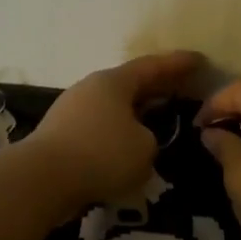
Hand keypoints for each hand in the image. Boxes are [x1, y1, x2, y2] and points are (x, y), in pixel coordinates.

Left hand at [25, 52, 200, 209]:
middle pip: (131, 84)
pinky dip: (116, 134)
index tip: (200, 60)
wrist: (40, 179)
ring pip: (113, 107)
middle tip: (182, 89)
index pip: (153, 66)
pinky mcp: (60, 135)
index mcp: (114, 82)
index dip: (178, 64)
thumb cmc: (100, 155)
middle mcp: (91, 88)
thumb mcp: (144, 149)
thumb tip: (137, 140)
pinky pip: (98, 128)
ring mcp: (71, 110)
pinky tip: (126, 149)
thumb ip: (150, 140)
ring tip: (156, 122)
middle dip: (157, 88)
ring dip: (135, 113)